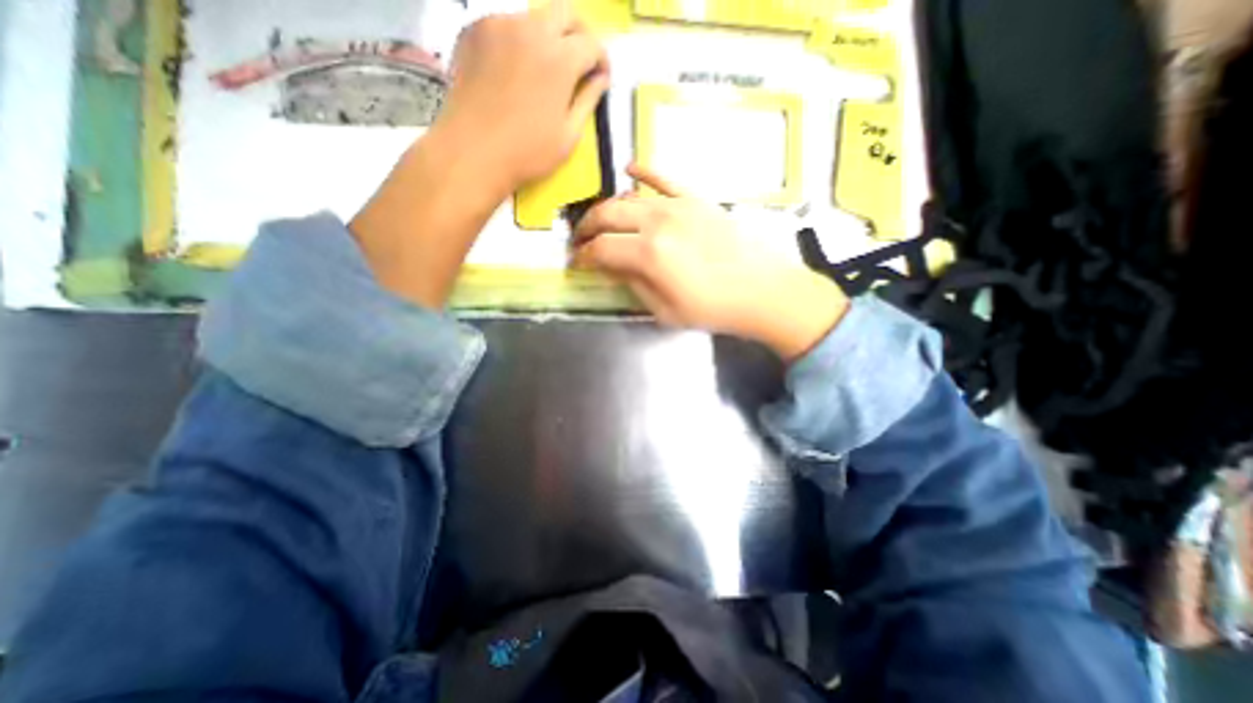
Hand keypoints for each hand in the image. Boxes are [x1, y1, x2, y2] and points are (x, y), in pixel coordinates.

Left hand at [437, 2, 612, 191]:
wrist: (472, 152)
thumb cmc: (527, 153)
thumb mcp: (568, 135)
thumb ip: (588, 101)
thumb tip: (601, 78)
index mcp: (560, 60)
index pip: (592, 44)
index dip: (602, 61)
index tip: (600, 78)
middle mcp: (531, 30)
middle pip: (565, 13)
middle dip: (579, 35)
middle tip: (579, 64)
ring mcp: (499, 25)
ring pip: (534, 18)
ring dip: (548, 38)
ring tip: (544, 71)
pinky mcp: (474, 31)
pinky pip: (506, 25)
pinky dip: (519, 42)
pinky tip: (515, 71)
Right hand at [571, 164, 845, 362]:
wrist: (760, 291)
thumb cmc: (712, 309)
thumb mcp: (664, 310)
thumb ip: (633, 284)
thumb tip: (610, 266)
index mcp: (649, 254)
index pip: (602, 248)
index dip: (584, 256)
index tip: (578, 263)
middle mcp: (658, 221)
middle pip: (608, 215)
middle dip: (587, 227)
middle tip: (580, 240)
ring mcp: (678, 205)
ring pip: (630, 197)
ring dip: (608, 207)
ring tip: (600, 220)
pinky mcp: (696, 199)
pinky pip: (665, 177)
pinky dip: (644, 171)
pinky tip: (630, 169)